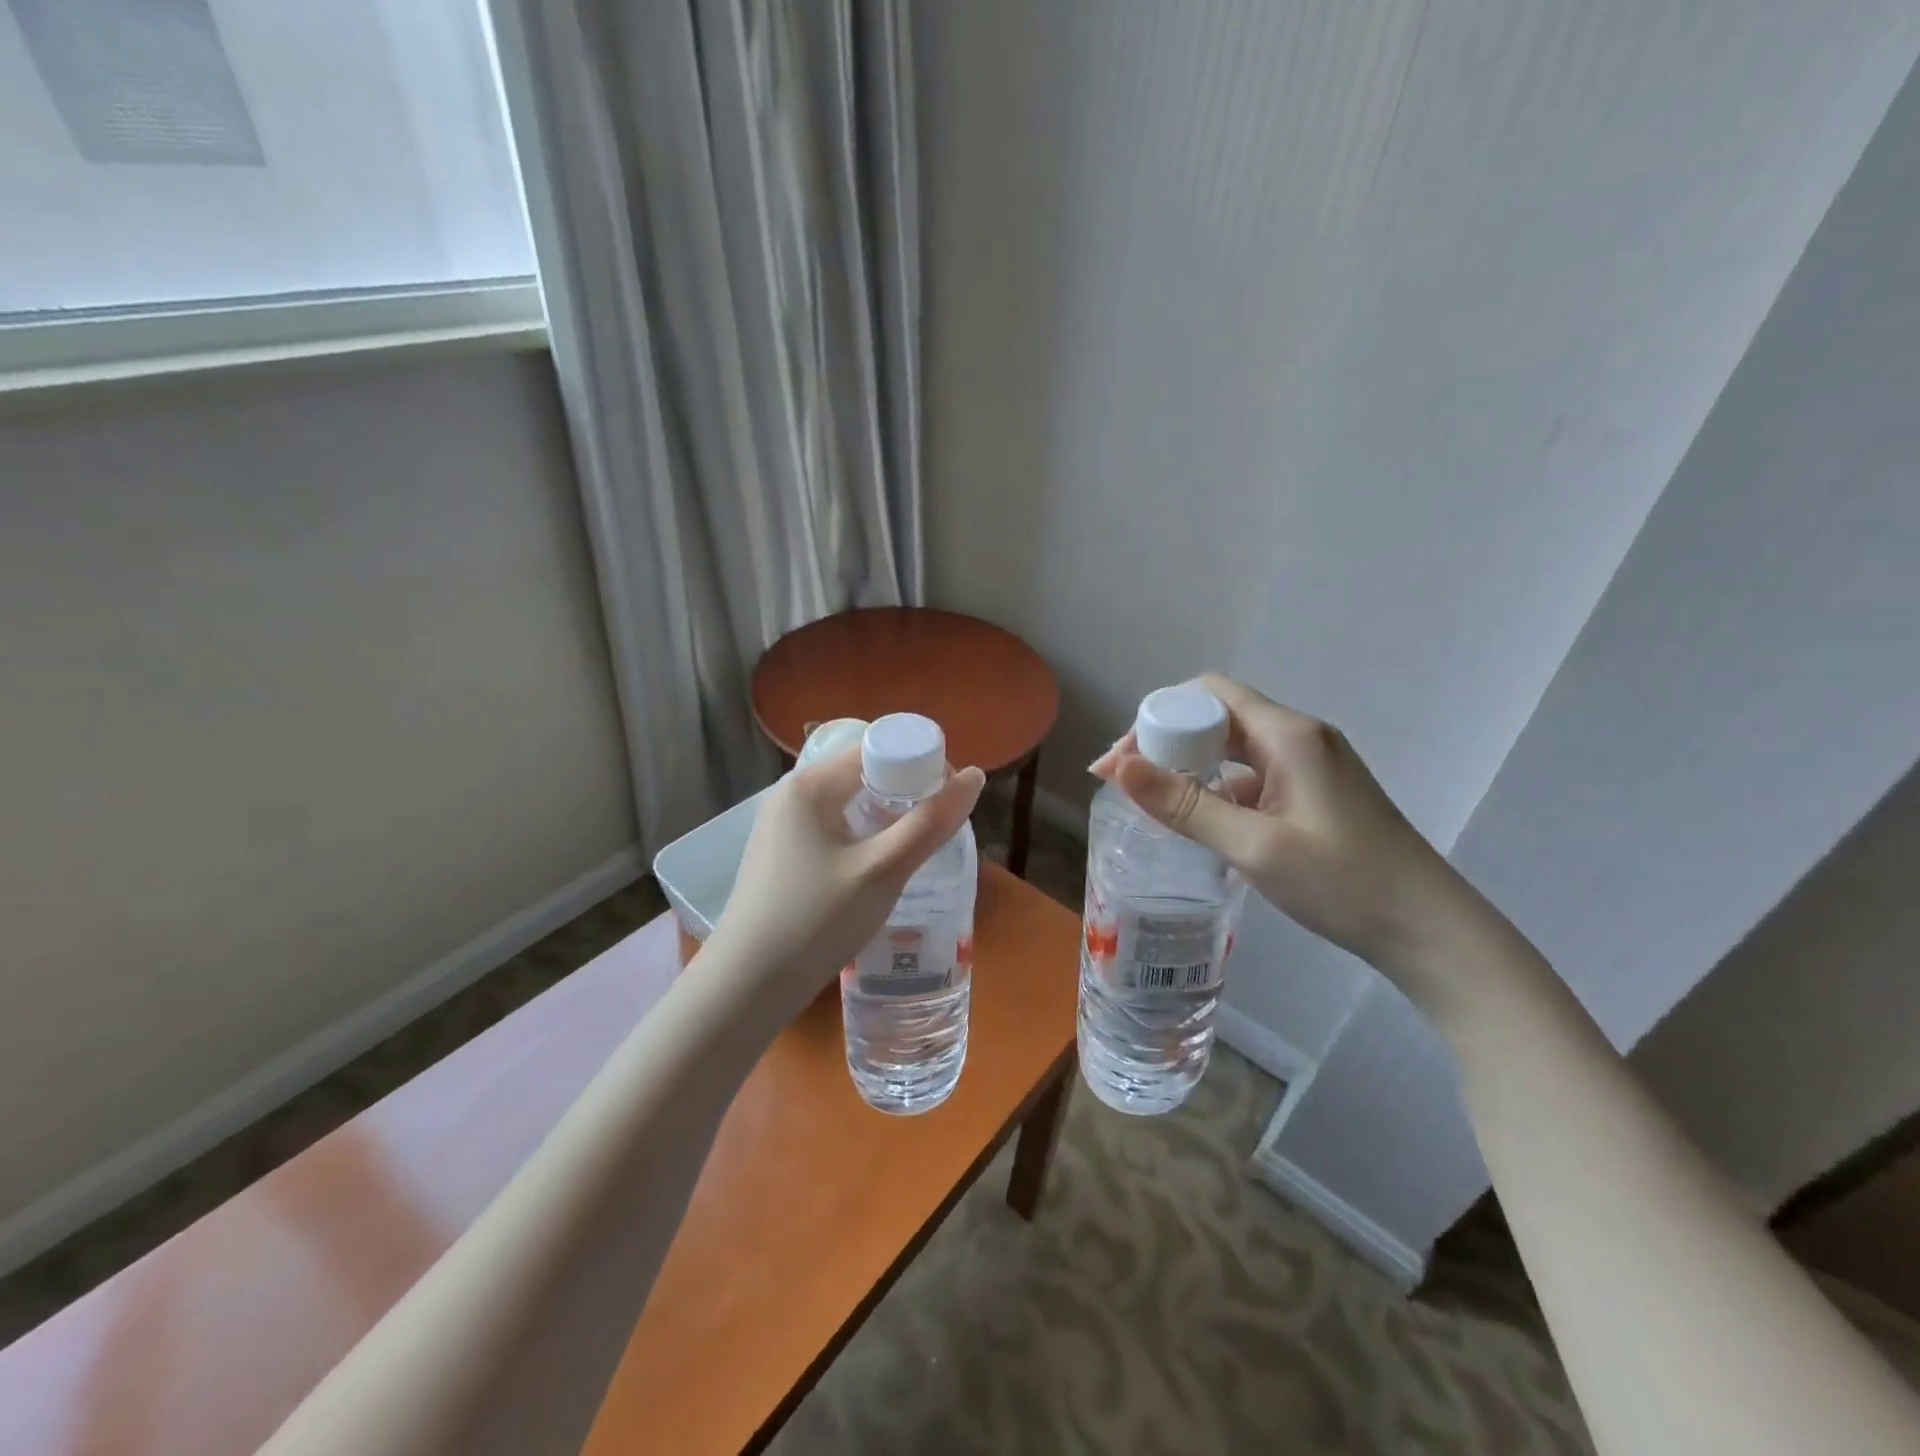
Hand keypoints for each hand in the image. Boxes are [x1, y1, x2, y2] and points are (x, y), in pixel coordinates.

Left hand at [708, 745, 985, 1023]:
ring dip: (887, 813)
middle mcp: (792, 793)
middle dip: (906, 789)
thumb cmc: (815, 922)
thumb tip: (974, 776)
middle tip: (938, 823)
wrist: (746, 987)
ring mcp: (783, 824)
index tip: (950, 796)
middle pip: (863, 771)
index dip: (920, 762)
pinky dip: (864, 833)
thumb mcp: (882, 872)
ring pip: (850, 801)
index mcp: (810, 785)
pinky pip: (834, 825)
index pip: (876, 747)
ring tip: (917, 843)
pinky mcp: (783, 852)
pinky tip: (882, 862)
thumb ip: (930, 823)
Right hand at [1091, 673, 1471, 975]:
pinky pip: (1254, 774)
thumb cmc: (1343, 883)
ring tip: (1153, 800)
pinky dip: (1219, 787)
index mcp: (1288, 734)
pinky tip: (1200, 819)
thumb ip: (1185, 804)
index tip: (1123, 760)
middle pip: (1218, 716)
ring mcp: (1311, 764)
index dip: (1159, 716)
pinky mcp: (1315, 792)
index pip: (1208, 694)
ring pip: (1234, 747)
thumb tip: (1119, 767)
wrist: (1429, 929)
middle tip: (1127, 782)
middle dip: (1167, 741)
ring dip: (1191, 765)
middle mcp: (1299, 736)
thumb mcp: (1254, 846)